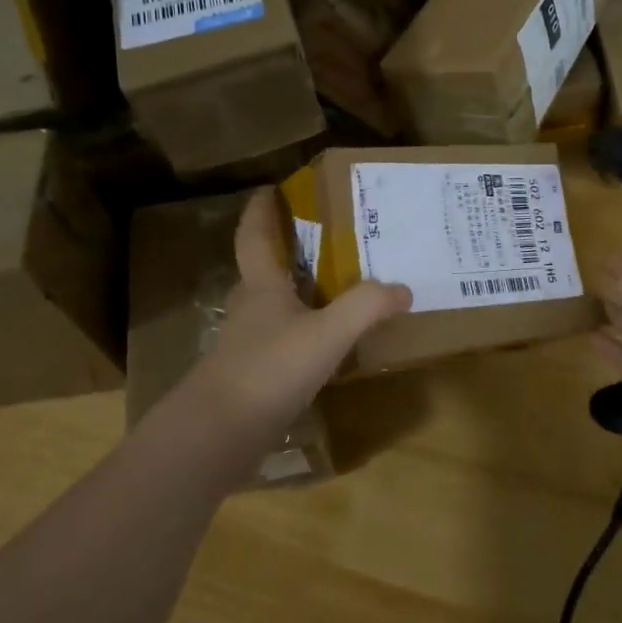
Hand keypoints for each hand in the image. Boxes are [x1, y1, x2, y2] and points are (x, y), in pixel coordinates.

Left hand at [166, 190, 410, 486]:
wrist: (218, 434)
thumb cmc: (269, 370)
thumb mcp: (327, 334)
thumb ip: (366, 307)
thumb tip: (403, 288)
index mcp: (261, 286)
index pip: (255, 235)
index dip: (260, 210)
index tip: (269, 188)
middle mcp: (251, 308)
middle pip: (263, 268)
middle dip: (285, 248)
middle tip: (322, 236)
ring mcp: (247, 344)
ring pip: (272, 305)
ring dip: (296, 291)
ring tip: (334, 287)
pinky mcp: (252, 375)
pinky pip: (280, 339)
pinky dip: (301, 331)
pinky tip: (324, 344)